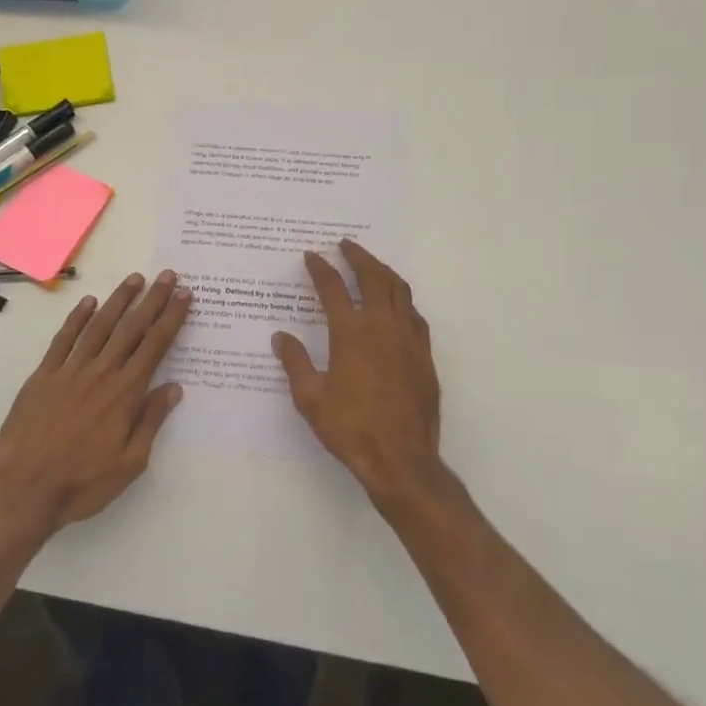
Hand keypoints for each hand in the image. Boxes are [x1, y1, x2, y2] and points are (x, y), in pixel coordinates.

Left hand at [0, 270, 190, 536]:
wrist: (24, 489)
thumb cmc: (83, 482)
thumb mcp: (130, 463)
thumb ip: (151, 421)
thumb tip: (173, 387)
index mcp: (125, 393)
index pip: (155, 345)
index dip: (172, 318)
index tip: (185, 295)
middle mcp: (101, 372)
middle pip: (132, 328)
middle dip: (153, 299)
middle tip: (168, 275)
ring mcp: (70, 371)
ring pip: (99, 326)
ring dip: (119, 300)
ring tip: (134, 279)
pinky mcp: (43, 376)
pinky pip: (63, 339)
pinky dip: (77, 318)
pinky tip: (88, 303)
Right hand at [272, 241, 442, 506]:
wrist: (402, 460)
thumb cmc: (351, 429)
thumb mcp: (311, 399)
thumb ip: (295, 363)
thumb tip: (281, 337)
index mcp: (351, 334)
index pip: (333, 289)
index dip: (320, 269)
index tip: (311, 256)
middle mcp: (382, 327)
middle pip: (373, 278)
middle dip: (358, 257)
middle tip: (345, 245)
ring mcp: (408, 340)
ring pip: (399, 291)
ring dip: (383, 272)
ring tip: (371, 265)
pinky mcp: (424, 356)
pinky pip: (414, 315)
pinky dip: (402, 300)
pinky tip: (396, 304)